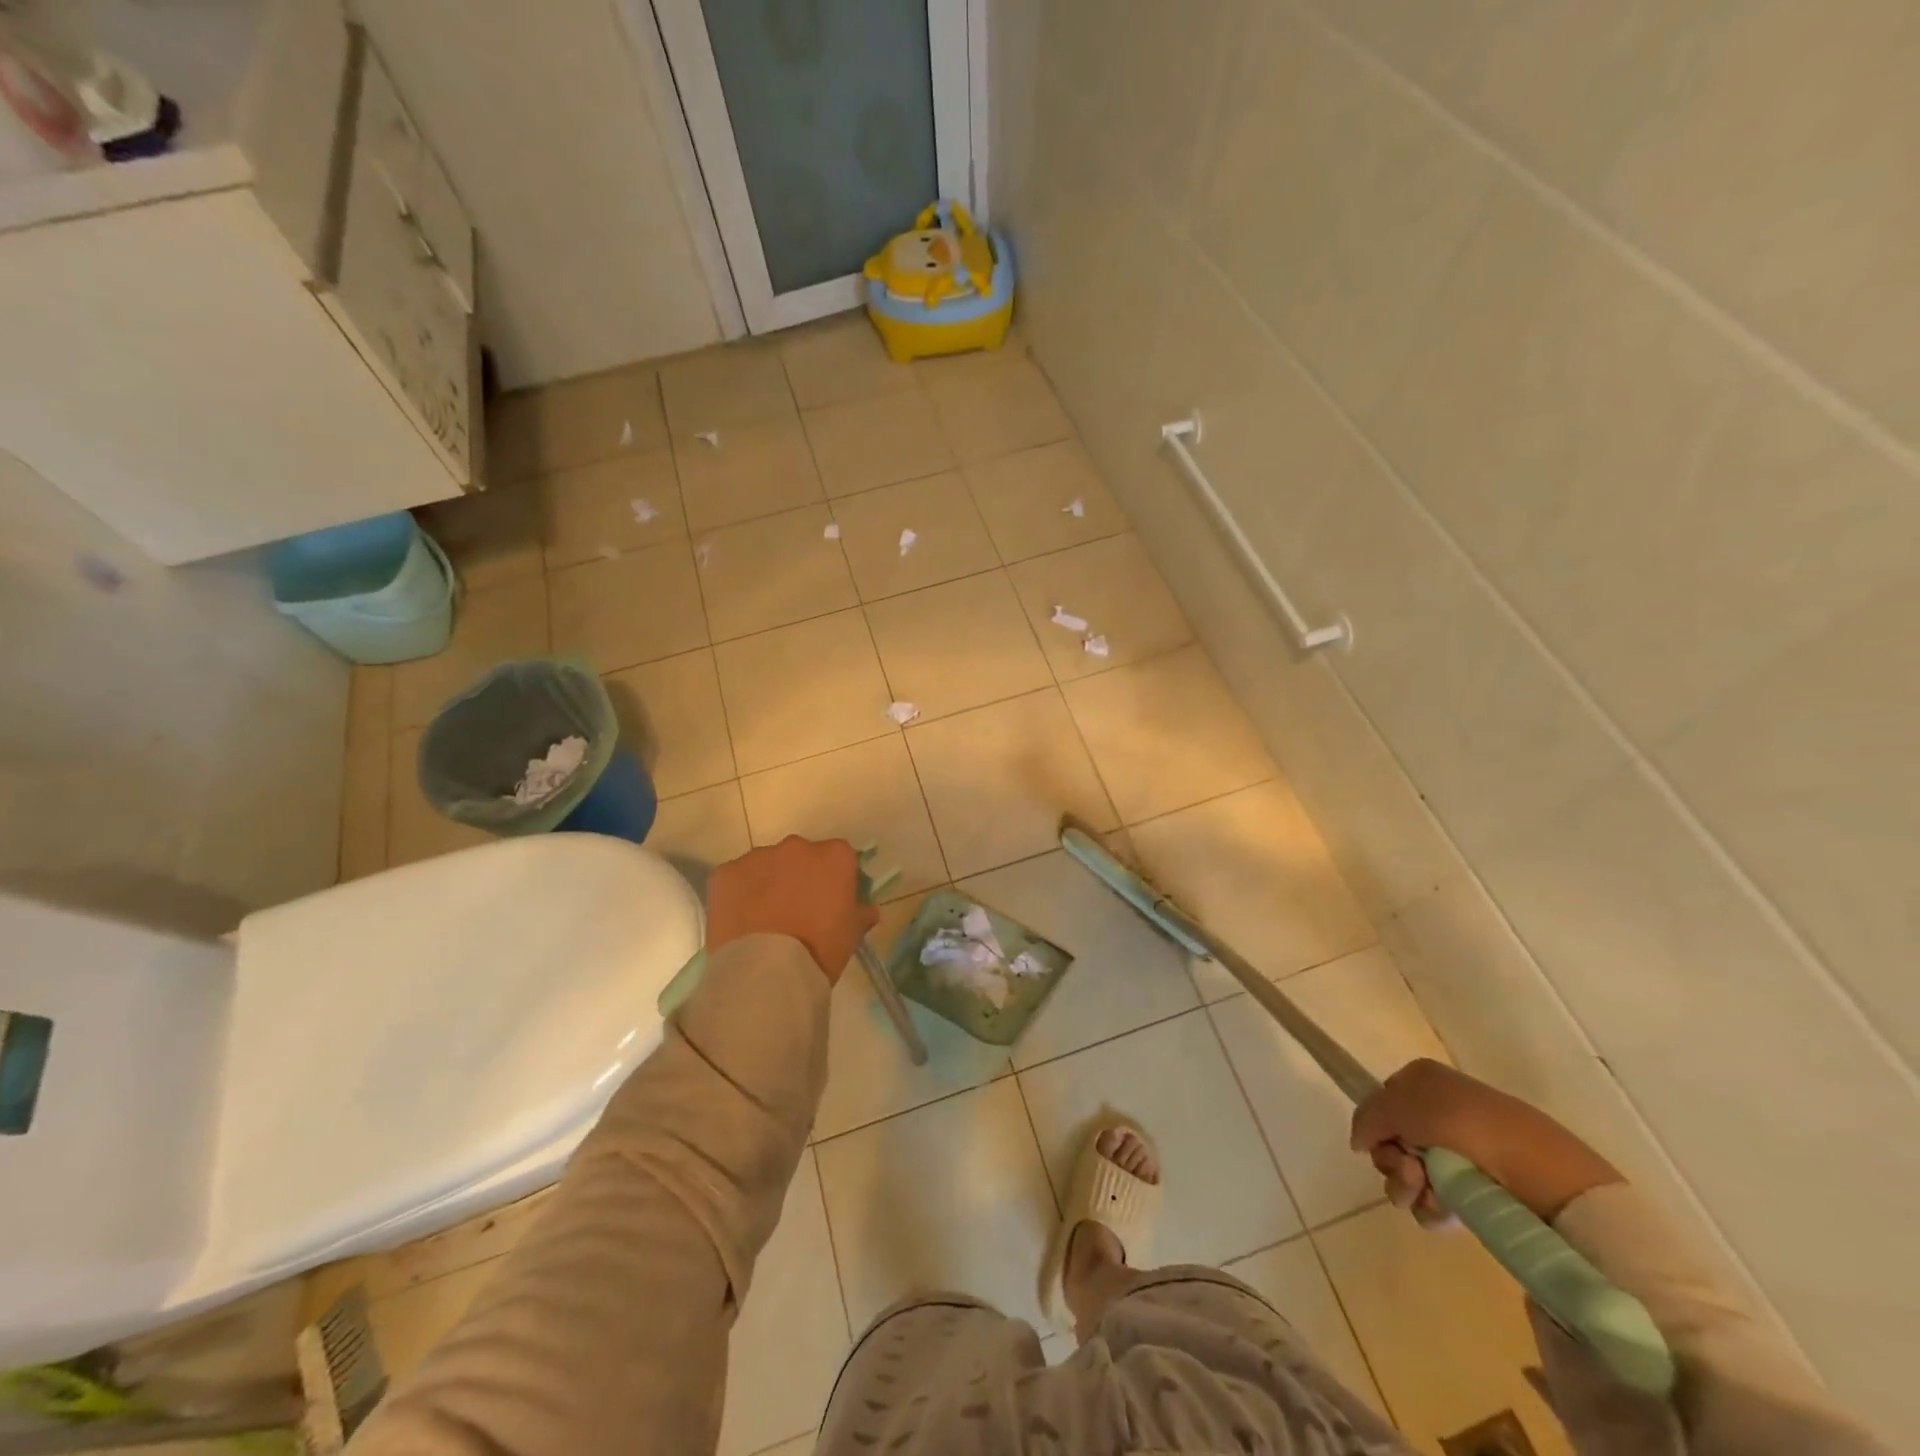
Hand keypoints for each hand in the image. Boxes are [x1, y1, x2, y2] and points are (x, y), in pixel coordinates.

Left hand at [705, 836, 878, 982]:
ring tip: (764, 919)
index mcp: (834, 856)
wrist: (766, 972)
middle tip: (796, 910)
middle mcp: (797, 846)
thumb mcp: (852, 935)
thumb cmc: (820, 950)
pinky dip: (738, 894)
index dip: (835, 879)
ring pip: (766, 865)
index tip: (830, 901)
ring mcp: (758, 857)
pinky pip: (736, 878)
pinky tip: (741, 921)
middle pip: (801, 856)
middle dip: (799, 876)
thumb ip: (862, 914)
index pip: (840, 857)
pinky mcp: (725, 872)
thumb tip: (869, 909)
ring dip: (768, 883)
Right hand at [1351, 1059, 1623, 1223]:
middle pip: (1391, 1142)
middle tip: (1410, 1173)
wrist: (1537, 1168)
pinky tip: (1445, 1211)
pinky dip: (1432, 1208)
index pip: (1380, 1104)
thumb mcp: (1400, 1104)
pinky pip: (1435, 1201)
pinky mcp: (1476, 1190)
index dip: (1376, 1126)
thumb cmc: (1462, 1123)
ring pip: (1409, 1175)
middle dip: (1391, 1162)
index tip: (1382, 1142)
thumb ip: (1367, 1117)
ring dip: (1408, 1187)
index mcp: (1422, 1082)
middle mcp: (1438, 1113)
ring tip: (1428, 1194)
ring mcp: (1458, 1153)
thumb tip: (1358, 1142)